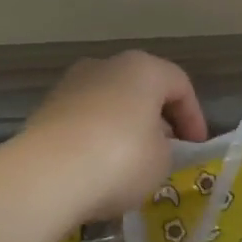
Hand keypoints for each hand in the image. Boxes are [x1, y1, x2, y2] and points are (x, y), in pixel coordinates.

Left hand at [18, 51, 207, 222]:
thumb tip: (150, 146)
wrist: (45, 176)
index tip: (196, 148)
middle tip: (167, 150)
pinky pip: (83, 122)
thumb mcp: (161, 160)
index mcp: (143, 68)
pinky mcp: (45, 110)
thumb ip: (164, 148)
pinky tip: (98, 168)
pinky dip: (95, 139)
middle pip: (142, 89)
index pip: (180, 85)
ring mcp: (71, 85)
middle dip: (156, 119)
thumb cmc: (120, 158)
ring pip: (110, 103)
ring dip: (124, 128)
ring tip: (130, 163)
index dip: (194, 117)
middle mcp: (106, 65)